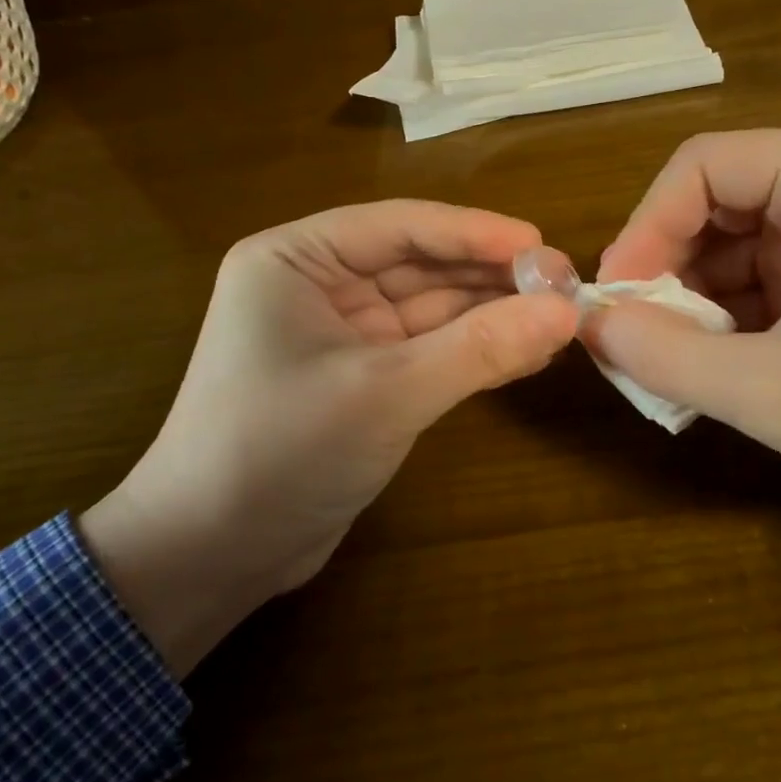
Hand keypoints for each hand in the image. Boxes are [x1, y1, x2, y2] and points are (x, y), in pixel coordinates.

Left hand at [82, 201, 576, 671]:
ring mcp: (340, 334)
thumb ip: (478, 348)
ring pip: (428, 309)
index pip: (400, 226)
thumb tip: (567, 311)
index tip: (544, 244)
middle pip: (419, 264)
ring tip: (558, 320)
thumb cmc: (280, 452)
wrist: (213, 556)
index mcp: (296, 259)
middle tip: (565, 285)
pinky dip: (471, 351)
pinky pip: (426, 349)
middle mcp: (316, 285)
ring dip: (488, 315)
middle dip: (489, 276)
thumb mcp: (386, 393)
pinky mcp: (360, 379)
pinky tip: (524, 353)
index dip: (476, 233)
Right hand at [593, 128, 780, 518]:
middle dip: (668, 270)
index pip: (702, 165)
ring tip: (674, 365)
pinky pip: (767, 279)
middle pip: (717, 202)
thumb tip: (589, 326)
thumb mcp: (775, 392)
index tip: (618, 301)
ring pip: (737, 245)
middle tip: (638, 338)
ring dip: (695, 302)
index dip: (645, 227)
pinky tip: (719, 370)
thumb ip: (665, 356)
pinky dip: (730, 320)